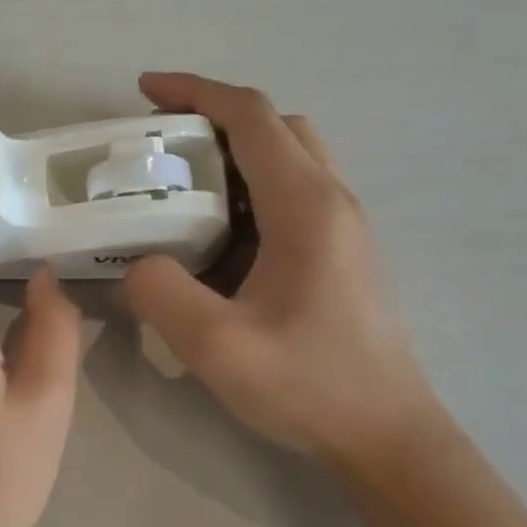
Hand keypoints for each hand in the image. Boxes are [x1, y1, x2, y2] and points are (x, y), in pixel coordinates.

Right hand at [124, 73, 439, 470]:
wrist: (385, 435)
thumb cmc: (308, 385)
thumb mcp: (215, 346)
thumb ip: (161, 292)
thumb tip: (140, 262)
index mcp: (305, 206)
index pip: (251, 117)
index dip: (195, 92)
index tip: (143, 91)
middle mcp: (330, 200)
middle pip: (273, 127)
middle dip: (211, 120)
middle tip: (158, 148)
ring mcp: (340, 226)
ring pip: (285, 159)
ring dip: (230, 157)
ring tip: (175, 189)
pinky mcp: (338, 253)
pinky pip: (288, 196)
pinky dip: (245, 192)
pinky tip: (211, 237)